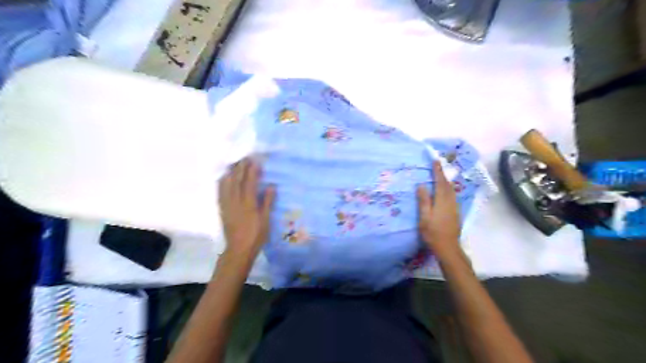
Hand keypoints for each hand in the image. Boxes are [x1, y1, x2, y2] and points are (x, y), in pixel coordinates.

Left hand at [219, 157, 273, 257]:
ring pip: (226, 184)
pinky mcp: (222, 209)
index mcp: (248, 204)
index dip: (252, 170)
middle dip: (241, 167)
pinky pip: (220, 192)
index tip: (255, 160)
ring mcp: (227, 205)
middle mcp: (236, 201)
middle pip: (237, 180)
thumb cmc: (256, 236)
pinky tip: (224, 177)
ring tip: (235, 164)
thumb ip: (267, 202)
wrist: (238, 250)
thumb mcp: (265, 220)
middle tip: (245, 157)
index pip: (249, 182)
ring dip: (231, 172)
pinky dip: (222, 182)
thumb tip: (271, 186)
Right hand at [420, 160, 458, 256]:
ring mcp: (455, 207)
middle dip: (442, 174)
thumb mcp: (424, 217)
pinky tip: (445, 192)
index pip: (440, 182)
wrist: (448, 247)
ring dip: (446, 181)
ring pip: (451, 190)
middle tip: (437, 166)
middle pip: (447, 184)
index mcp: (442, 201)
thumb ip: (423, 201)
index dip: (437, 171)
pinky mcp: (456, 213)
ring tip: (440, 176)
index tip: (435, 160)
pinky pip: (452, 196)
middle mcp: (450, 201)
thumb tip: (422, 185)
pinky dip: (447, 189)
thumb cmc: (433, 233)